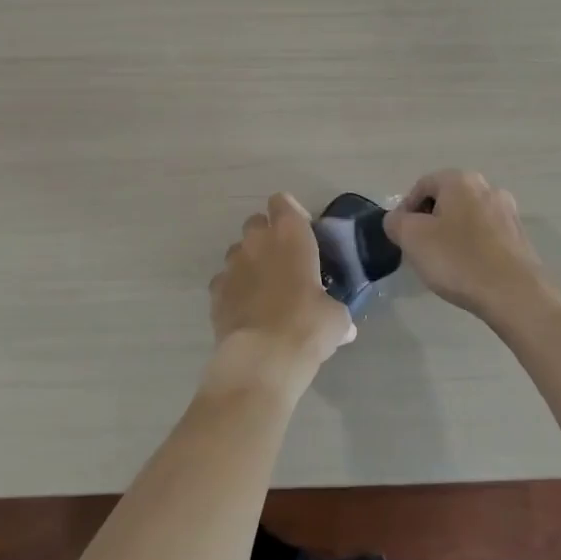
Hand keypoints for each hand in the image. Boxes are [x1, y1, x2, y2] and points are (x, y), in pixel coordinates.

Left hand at [209, 193, 355, 393]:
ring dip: (249, 263)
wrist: (263, 358)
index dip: (291, 213)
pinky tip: (246, 311)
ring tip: (264, 290)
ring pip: (238, 251)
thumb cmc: (308, 325)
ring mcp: (232, 264)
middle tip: (283, 262)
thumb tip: (345, 327)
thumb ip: (335, 310)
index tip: (302, 233)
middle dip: (267, 237)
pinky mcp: (215, 290)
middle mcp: (257, 240)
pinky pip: (224, 281)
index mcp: (290, 234)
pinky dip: (234, 290)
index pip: (282, 202)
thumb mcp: (336, 318)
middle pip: (256, 222)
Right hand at [385, 170, 560, 323]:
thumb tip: (398, 220)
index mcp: (460, 180)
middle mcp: (487, 188)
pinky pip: (486, 236)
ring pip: (467, 218)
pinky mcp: (520, 237)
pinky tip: (467, 271)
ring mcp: (508, 212)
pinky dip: (472, 247)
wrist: (515, 295)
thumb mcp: (412, 238)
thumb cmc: (458, 260)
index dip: (405, 210)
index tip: (401, 237)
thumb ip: (395, 222)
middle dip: (429, 222)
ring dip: (451, 235)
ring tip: (443, 264)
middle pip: (446, 200)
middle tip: (420, 250)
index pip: (421, 186)